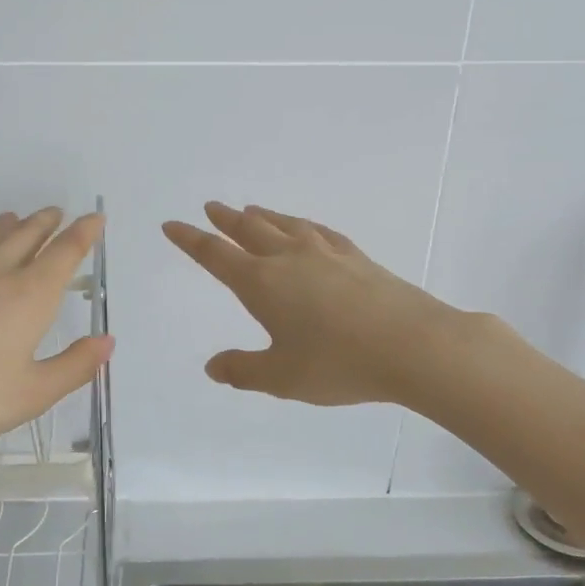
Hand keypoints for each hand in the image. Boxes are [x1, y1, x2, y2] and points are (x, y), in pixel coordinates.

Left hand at [0, 208, 111, 486]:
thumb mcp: (32, 394)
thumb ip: (74, 366)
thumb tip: (107, 342)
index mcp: (29, 295)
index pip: (65, 252)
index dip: (84, 233)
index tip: (95, 218)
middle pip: (26, 235)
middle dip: (46, 222)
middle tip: (57, 213)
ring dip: (8, 225)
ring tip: (15, 218)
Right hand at [163, 202, 471, 406]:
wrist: (412, 344)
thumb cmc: (338, 363)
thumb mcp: (281, 377)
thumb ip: (243, 370)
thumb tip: (212, 367)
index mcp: (261, 283)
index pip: (215, 255)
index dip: (190, 240)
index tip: (172, 225)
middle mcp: (288, 258)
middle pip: (248, 230)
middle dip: (225, 220)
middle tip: (211, 208)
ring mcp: (325, 253)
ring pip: (284, 224)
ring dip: (262, 216)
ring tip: (250, 210)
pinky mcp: (356, 257)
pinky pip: (318, 231)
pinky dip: (301, 224)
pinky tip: (306, 228)